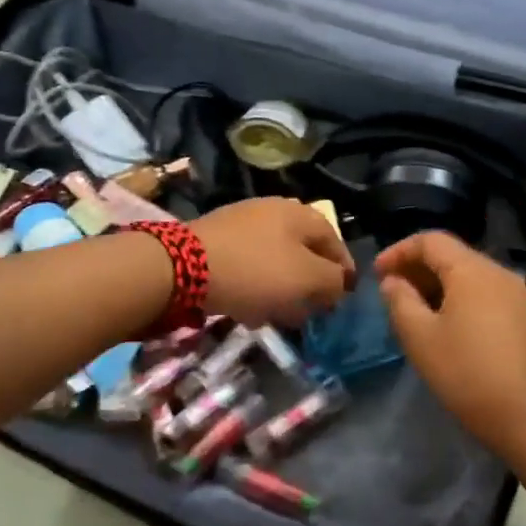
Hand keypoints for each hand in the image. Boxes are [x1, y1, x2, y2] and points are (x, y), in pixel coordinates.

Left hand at [191, 198, 354, 326]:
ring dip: (283, 288)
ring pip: (275, 260)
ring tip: (280, 315)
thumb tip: (339, 284)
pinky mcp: (216, 240)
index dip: (344, 272)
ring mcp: (242, 223)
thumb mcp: (307, 278)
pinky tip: (249, 308)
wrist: (181, 266)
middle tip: (312, 310)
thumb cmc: (256, 271)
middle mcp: (274, 210)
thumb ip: (333, 281)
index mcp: (301, 214)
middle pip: (304, 251)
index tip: (343, 299)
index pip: (335, 242)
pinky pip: (248, 265)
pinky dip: (256, 286)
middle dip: (311, 282)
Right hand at [375, 232, 525, 452]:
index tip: (377, 274)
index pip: (431, 241)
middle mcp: (500, 273)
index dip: (399, 251)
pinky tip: (447, 326)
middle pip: (452, 255)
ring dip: (438, 285)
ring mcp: (518, 296)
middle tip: (392, 292)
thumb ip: (400, 301)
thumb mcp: (420, 337)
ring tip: (415, 311)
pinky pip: (486, 295)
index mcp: (473, 270)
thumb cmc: (466, 373)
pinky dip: (460, 299)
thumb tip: (393, 281)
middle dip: (418, 268)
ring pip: (470, 276)